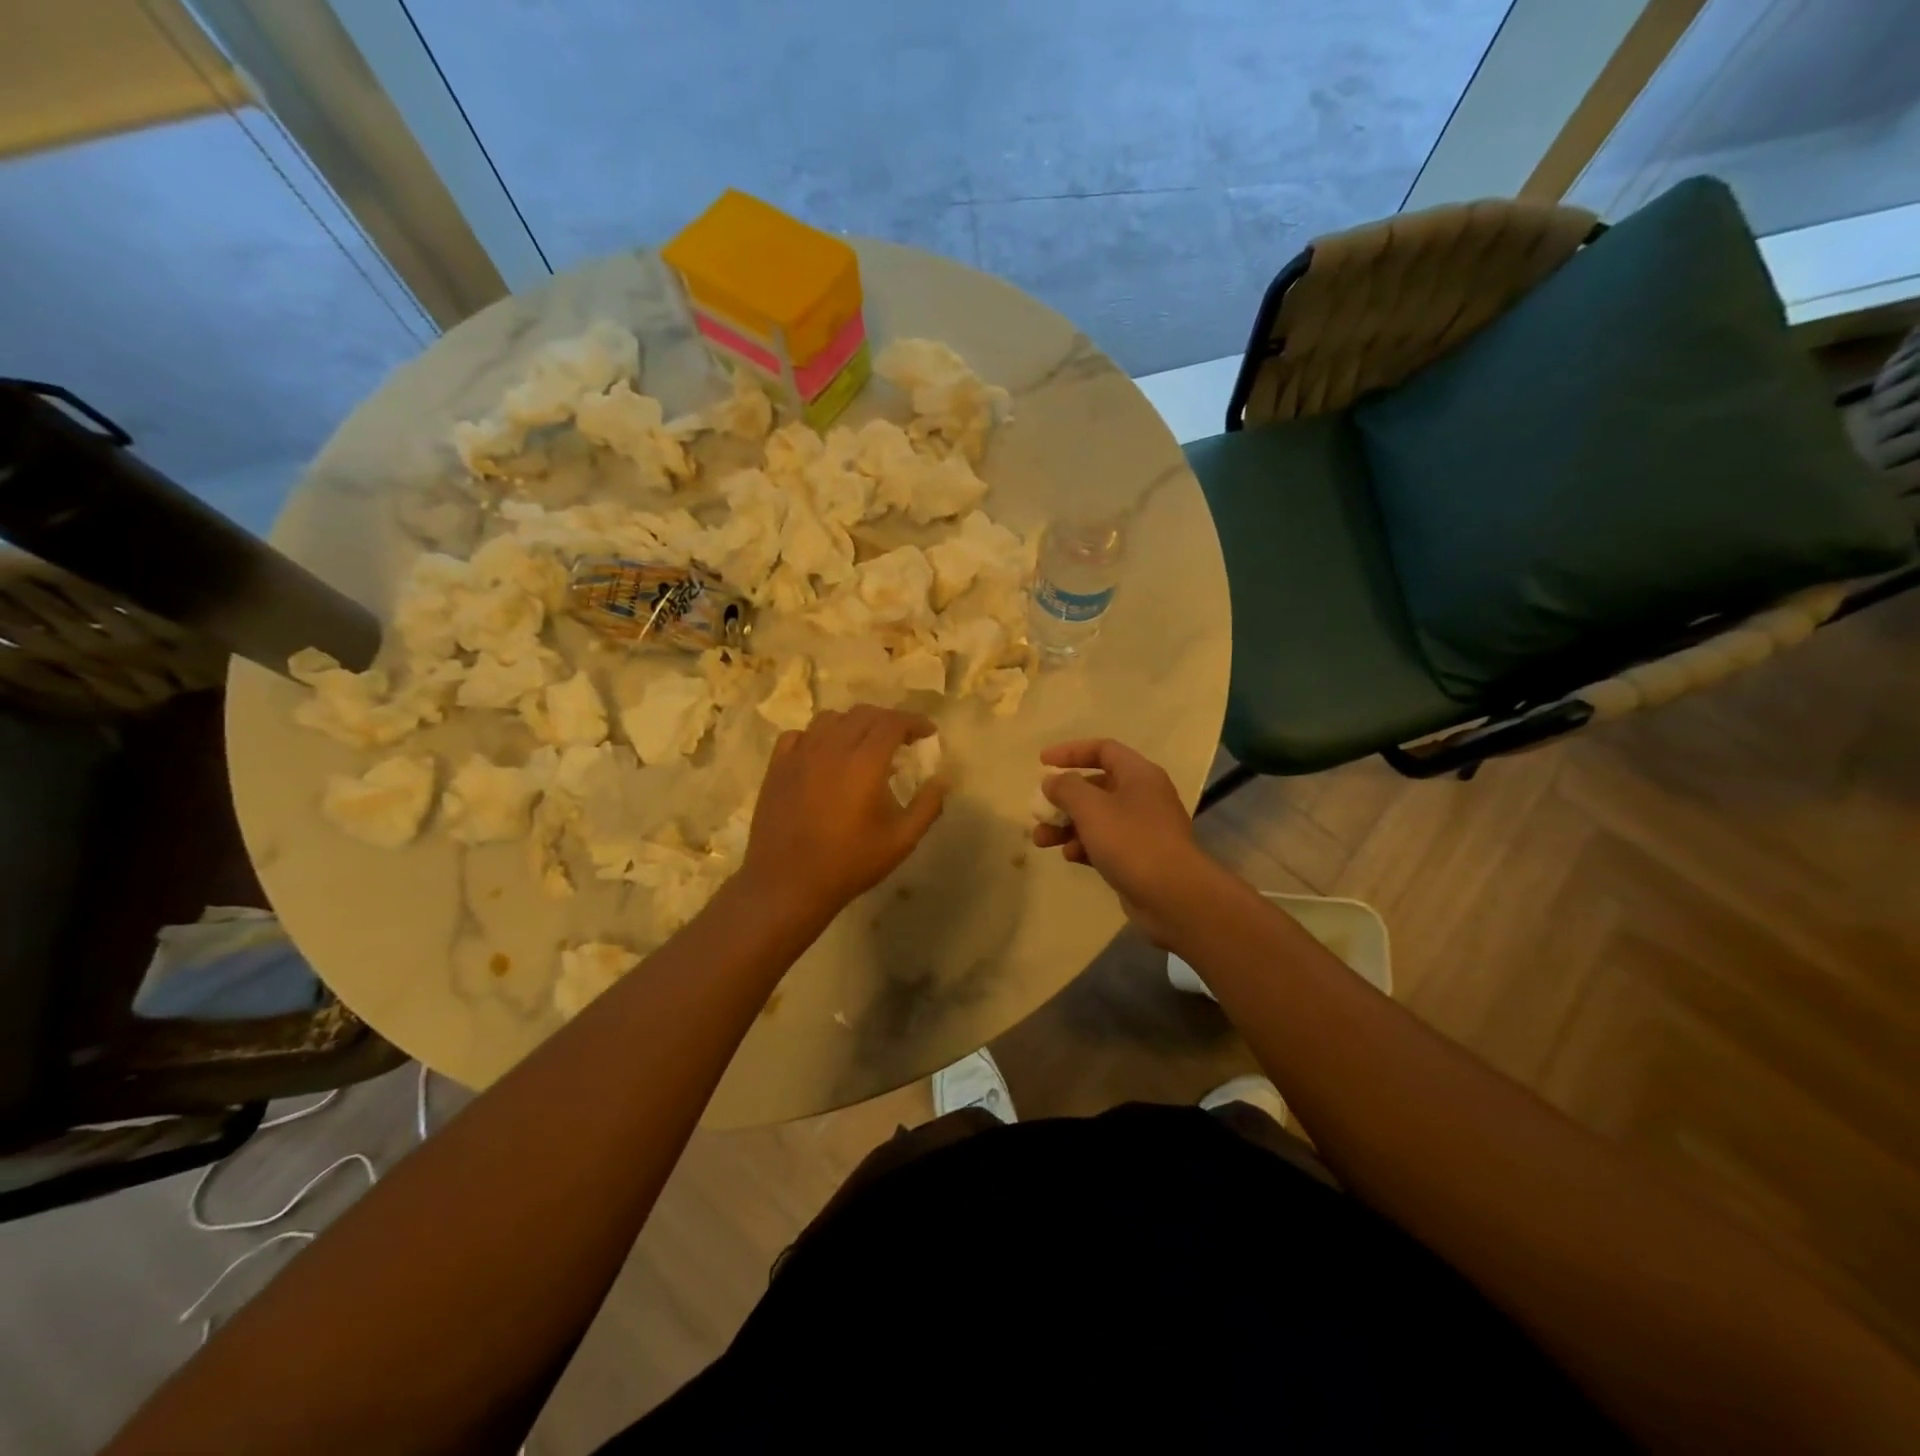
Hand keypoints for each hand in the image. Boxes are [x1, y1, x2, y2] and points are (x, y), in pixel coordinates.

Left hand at [742, 704, 944, 923]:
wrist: (788, 883)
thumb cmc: (850, 863)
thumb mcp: (902, 840)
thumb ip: (928, 805)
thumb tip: (942, 779)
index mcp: (865, 762)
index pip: (893, 722)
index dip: (914, 722)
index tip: (928, 733)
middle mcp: (831, 748)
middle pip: (863, 714)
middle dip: (888, 720)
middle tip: (902, 740)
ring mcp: (799, 755)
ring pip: (830, 719)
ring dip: (853, 724)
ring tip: (863, 744)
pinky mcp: (777, 767)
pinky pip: (799, 735)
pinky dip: (818, 736)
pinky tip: (824, 755)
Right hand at [1033, 738, 1220, 946]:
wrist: (1173, 896)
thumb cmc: (1131, 841)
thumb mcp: (1091, 808)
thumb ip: (1066, 788)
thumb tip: (1052, 781)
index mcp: (1138, 774)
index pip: (1102, 749)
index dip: (1070, 752)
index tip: (1042, 762)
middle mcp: (1143, 796)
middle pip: (1096, 786)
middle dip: (1063, 798)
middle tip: (1039, 811)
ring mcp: (1143, 828)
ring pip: (1097, 818)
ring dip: (1067, 826)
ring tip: (1042, 840)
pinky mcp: (1139, 857)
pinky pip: (1105, 843)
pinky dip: (1085, 846)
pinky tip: (1070, 857)